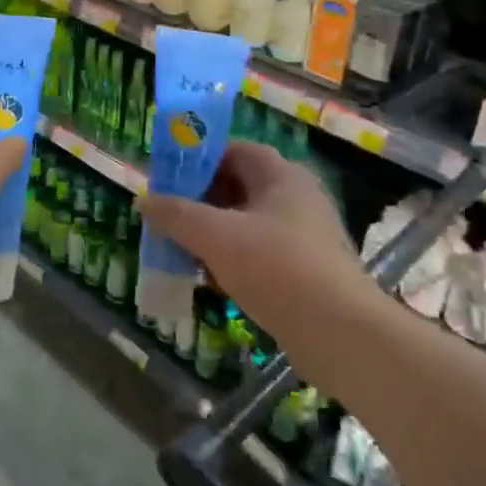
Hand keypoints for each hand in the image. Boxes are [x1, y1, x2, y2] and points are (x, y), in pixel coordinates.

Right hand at [139, 141, 376, 361]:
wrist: (341, 335)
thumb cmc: (277, 268)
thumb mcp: (215, 236)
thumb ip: (175, 215)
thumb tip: (143, 200)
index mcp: (282, 176)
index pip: (235, 151)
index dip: (199, 159)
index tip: (169, 177)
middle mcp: (297, 199)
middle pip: (239, 187)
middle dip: (201, 200)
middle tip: (169, 215)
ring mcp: (305, 237)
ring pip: (247, 224)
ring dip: (214, 234)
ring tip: (182, 249)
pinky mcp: (307, 272)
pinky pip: (260, 254)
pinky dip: (233, 260)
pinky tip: (212, 281)